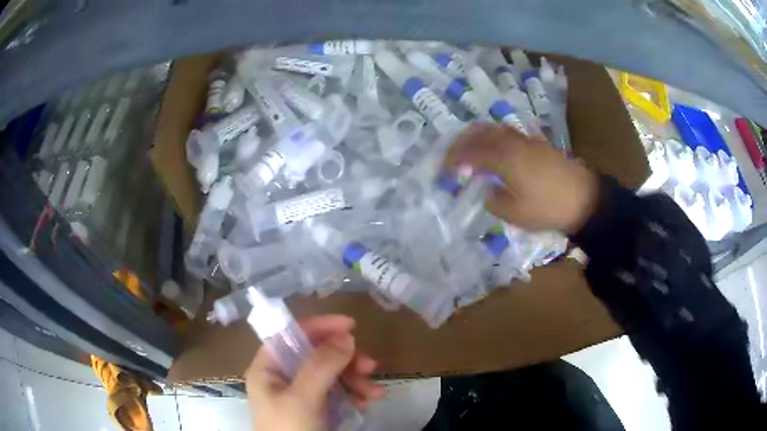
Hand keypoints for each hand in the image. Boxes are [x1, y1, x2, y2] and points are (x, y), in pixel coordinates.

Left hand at [246, 315, 384, 430]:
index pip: (291, 335)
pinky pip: (337, 393)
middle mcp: (283, 377)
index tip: (351, 326)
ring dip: (356, 379)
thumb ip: (322, 365)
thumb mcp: (303, 398)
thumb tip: (346, 335)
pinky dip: (354, 394)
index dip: (320, 327)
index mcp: (269, 368)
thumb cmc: (290, 429)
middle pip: (316, 355)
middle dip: (346, 360)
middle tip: (370, 365)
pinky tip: (368, 401)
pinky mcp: (316, 409)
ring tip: (375, 392)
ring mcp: (300, 394)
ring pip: (331, 374)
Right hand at [442, 124, 597, 232]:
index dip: (453, 159)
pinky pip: (510, 134)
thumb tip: (487, 191)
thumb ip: (494, 200)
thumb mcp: (516, 214)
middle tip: (452, 154)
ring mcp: (527, 141)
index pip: (471, 153)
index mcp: (504, 159)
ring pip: (496, 130)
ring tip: (471, 149)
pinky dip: (495, 138)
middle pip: (481, 133)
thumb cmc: (548, 208)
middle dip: (462, 141)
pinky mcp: (539, 145)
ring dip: (479, 136)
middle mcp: (513, 144)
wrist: (585, 199)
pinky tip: (497, 151)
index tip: (442, 168)